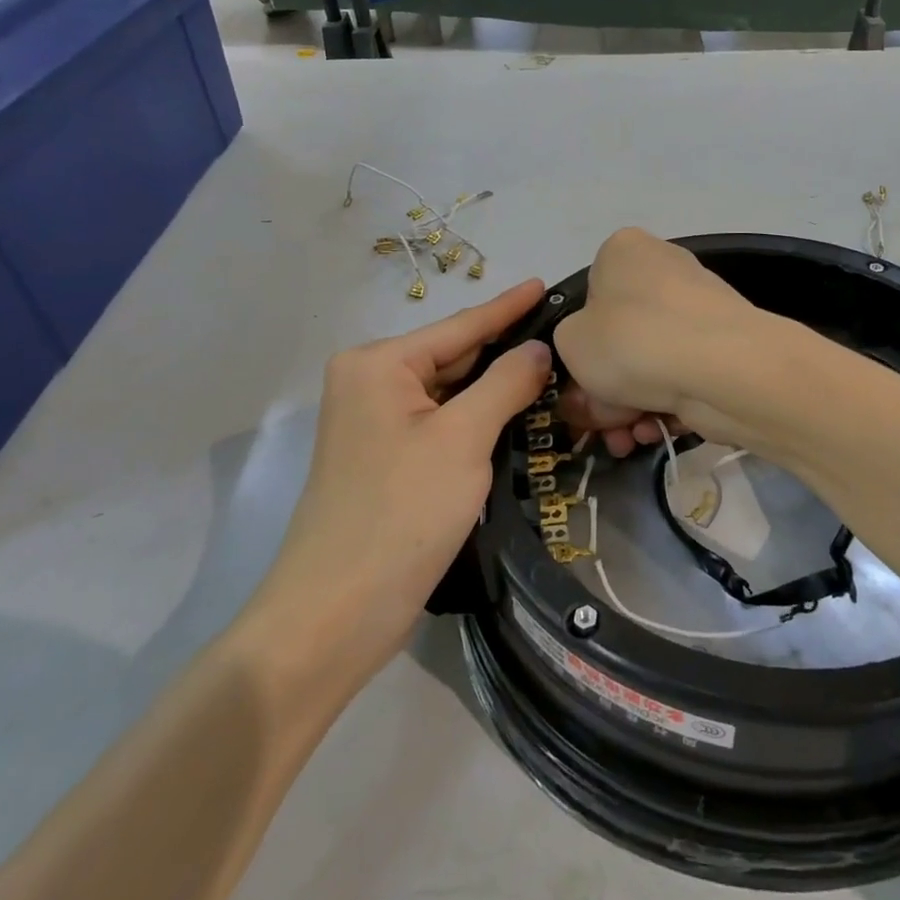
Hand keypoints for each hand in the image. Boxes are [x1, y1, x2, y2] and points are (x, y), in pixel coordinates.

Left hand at [250, 281, 551, 682]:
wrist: (334, 616)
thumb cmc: (400, 513)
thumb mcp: (462, 439)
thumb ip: (505, 384)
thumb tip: (539, 349)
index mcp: (378, 364)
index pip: (460, 326)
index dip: (508, 307)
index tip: (546, 283)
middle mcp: (372, 384)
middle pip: (454, 357)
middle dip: (507, 350)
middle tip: (565, 336)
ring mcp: (378, 425)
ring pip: (452, 393)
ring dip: (498, 388)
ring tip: (555, 369)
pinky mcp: (390, 461)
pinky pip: (444, 424)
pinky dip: (480, 419)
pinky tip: (520, 412)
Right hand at [554, 229, 759, 454]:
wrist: (721, 368)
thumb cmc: (631, 340)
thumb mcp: (570, 342)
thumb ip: (569, 350)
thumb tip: (595, 371)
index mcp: (624, 251)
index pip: (588, 297)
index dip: (577, 346)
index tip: (575, 386)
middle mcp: (664, 269)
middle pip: (619, 337)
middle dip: (604, 389)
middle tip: (597, 424)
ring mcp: (698, 308)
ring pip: (648, 363)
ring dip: (630, 406)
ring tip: (625, 439)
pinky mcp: (723, 345)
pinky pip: (680, 376)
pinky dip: (664, 405)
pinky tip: (654, 431)